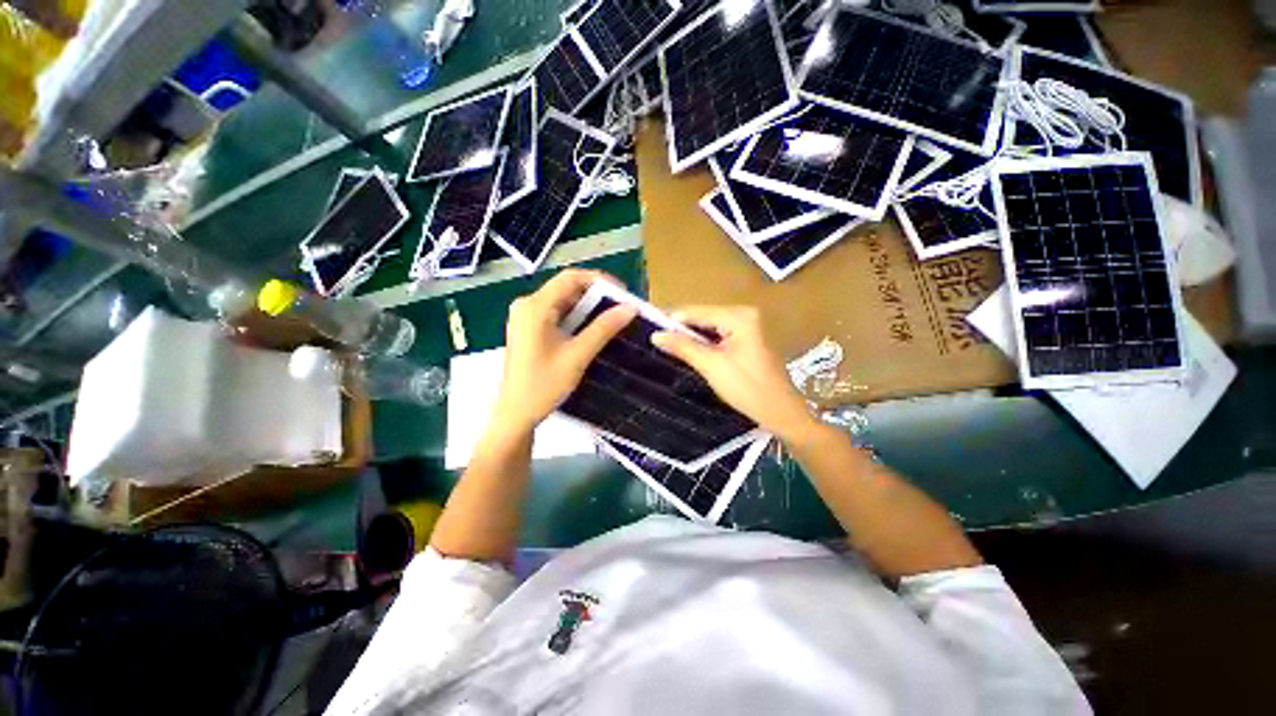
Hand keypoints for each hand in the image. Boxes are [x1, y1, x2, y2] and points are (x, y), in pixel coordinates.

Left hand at [493, 269, 635, 433]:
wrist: (516, 415)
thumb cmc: (543, 385)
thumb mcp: (578, 355)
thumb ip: (603, 328)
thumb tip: (630, 307)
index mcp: (534, 307)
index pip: (570, 278)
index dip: (599, 280)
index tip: (623, 293)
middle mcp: (527, 305)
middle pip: (566, 288)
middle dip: (596, 295)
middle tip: (622, 307)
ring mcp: (526, 317)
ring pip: (563, 302)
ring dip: (588, 307)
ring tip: (613, 317)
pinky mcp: (529, 330)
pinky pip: (557, 315)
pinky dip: (577, 318)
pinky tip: (593, 328)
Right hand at [651, 306, 815, 439]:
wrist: (781, 412)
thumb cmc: (748, 389)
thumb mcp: (712, 366)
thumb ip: (683, 347)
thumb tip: (656, 335)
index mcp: (739, 316)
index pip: (696, 311)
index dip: (671, 320)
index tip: (648, 329)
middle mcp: (744, 314)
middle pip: (703, 317)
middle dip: (681, 329)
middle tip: (657, 340)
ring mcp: (748, 325)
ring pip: (709, 326)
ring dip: (690, 337)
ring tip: (667, 346)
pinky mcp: (747, 338)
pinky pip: (718, 335)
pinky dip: (703, 343)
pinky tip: (689, 351)